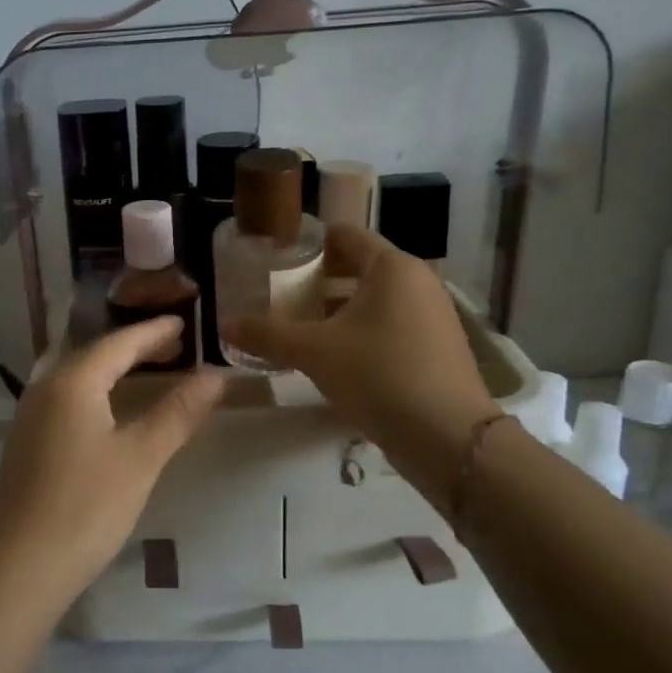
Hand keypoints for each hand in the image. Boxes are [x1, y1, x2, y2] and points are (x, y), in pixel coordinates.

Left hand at [0, 318, 223, 603]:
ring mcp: (29, 416)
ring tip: (146, 370)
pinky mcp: (26, 442)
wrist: (21, 566)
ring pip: (76, 376)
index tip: (184, 322)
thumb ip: (179, 412)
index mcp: (72, 381)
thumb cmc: (87, 505)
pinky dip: (94, 391)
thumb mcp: (141, 457)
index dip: (153, 332)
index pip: (119, 343)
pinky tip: (108, 410)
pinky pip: (65, 399)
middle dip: (134, 347)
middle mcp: (44, 387)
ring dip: (112, 369)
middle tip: (173, 346)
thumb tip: (216, 375)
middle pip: (95, 354)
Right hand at [225, 225, 498, 467]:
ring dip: (339, 307)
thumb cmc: (378, 375)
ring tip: (301, 324)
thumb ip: (267, 334)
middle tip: (281, 293)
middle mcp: (417, 280)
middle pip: (359, 266)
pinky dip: (362, 328)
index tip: (276, 258)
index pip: (344, 236)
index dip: (308, 243)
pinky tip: (335, 353)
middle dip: (319, 278)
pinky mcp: (438, 344)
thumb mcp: (313, 352)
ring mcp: (433, 313)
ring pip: (375, 297)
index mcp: (391, 267)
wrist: (447, 436)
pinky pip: (391, 322)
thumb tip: (224, 326)